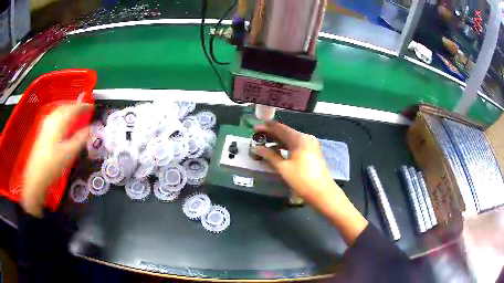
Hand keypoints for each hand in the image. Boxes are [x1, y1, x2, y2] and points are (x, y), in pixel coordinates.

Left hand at [22, 103, 91, 216]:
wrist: (36, 176)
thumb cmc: (54, 164)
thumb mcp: (70, 153)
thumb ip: (81, 138)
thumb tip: (92, 128)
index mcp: (60, 121)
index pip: (74, 108)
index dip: (84, 107)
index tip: (92, 107)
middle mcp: (52, 118)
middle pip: (66, 107)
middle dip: (76, 107)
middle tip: (85, 110)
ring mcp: (46, 124)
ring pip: (59, 111)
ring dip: (69, 110)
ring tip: (76, 115)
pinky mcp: (43, 131)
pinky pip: (55, 116)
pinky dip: (62, 116)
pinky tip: (63, 123)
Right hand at [252, 122, 334, 204]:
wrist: (322, 192)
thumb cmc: (302, 179)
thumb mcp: (283, 167)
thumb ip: (269, 155)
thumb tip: (256, 148)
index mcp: (299, 138)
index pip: (280, 128)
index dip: (267, 127)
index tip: (254, 128)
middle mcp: (306, 138)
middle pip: (286, 132)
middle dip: (271, 134)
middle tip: (256, 136)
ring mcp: (310, 145)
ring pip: (290, 139)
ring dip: (277, 141)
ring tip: (263, 144)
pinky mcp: (311, 153)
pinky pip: (295, 145)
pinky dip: (285, 147)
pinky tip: (276, 151)